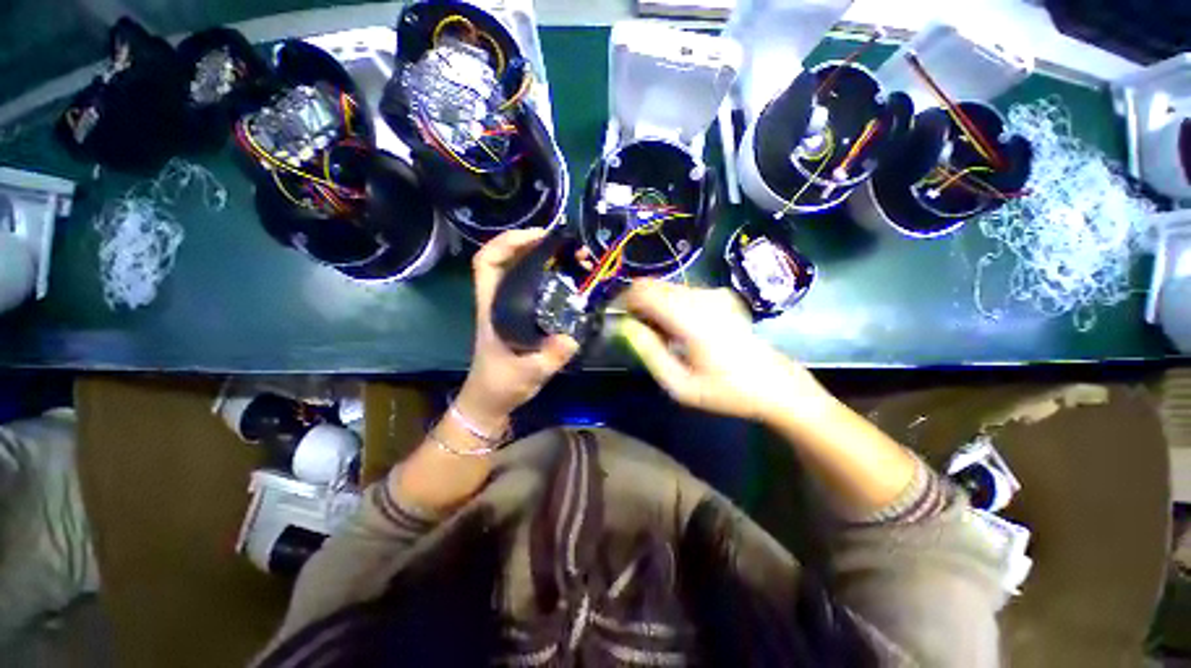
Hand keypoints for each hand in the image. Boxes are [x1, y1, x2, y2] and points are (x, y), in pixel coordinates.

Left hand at [457, 229, 578, 429]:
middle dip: (533, 244)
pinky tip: (568, 280)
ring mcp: (509, 308)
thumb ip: (551, 356)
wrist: (490, 400)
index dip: (508, 242)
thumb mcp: (529, 372)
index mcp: (493, 307)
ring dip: (543, 258)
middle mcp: (499, 301)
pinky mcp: (520, 316)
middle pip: (506, 259)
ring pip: (520, 271)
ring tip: (571, 257)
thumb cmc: (501, 384)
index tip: (539, 238)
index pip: (487, 262)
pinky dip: (549, 277)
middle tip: (566, 245)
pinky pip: (533, 287)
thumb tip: (573, 336)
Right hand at [618, 280, 833, 423]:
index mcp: (691, 319)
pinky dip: (669, 304)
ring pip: (666, 287)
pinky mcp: (721, 295)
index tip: (615, 318)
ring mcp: (714, 293)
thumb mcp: (679, 385)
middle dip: (636, 302)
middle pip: (653, 285)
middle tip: (635, 330)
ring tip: (658, 335)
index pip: (644, 291)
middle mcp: (702, 297)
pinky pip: (682, 291)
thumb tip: (625, 326)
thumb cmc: (725, 391)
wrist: (774, 384)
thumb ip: (649, 352)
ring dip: (652, 304)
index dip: (623, 300)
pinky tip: (677, 329)